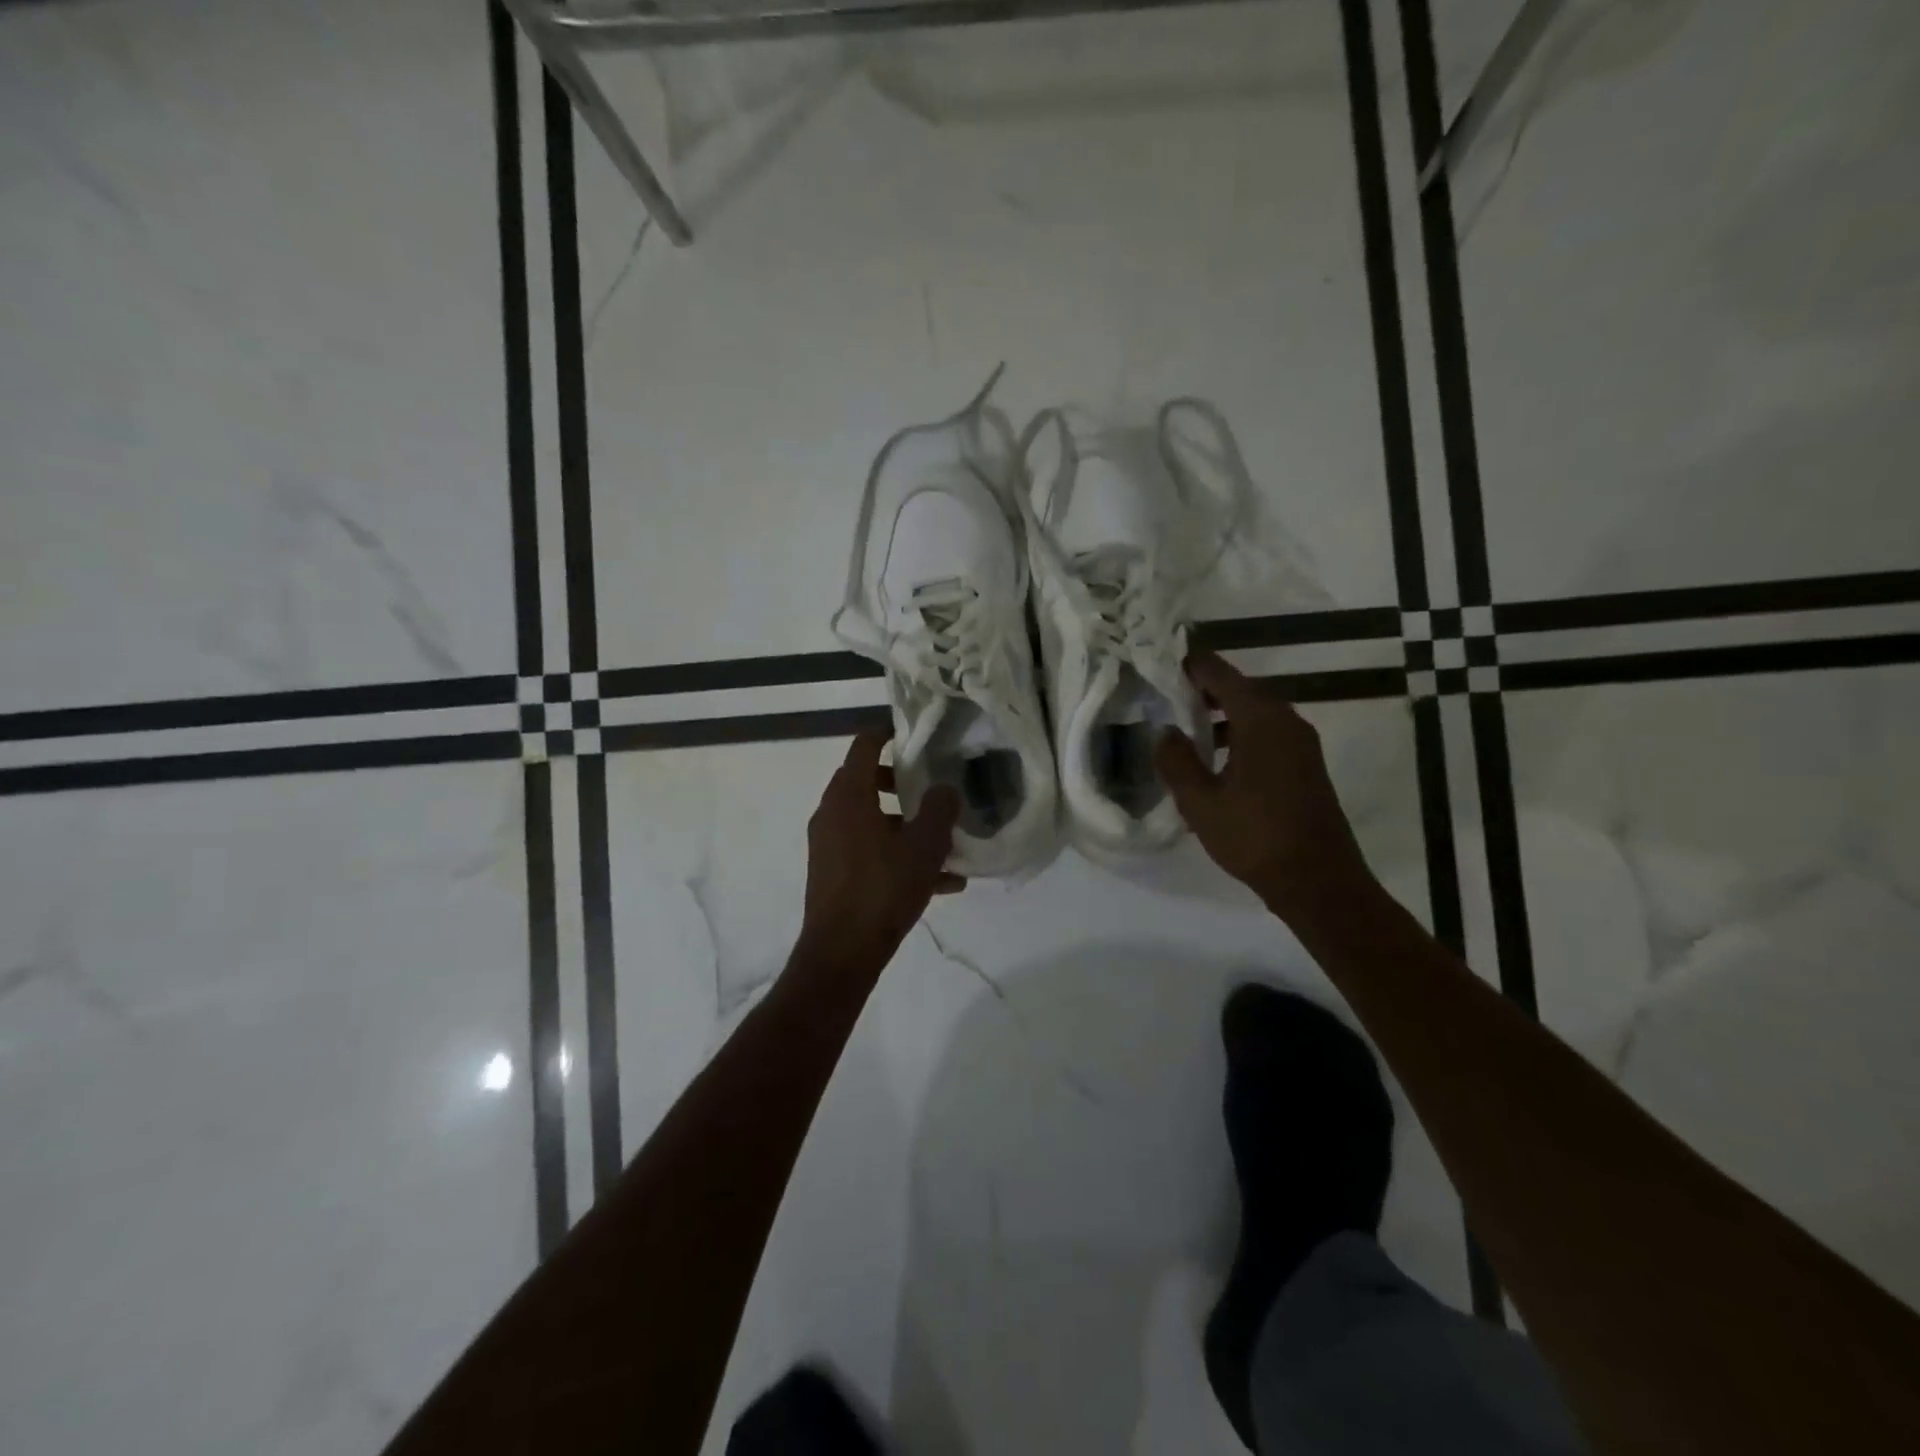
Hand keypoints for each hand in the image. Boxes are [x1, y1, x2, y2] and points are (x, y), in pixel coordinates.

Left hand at [797, 730, 963, 975]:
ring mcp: (829, 844)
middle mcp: (832, 813)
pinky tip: (940, 882)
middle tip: (928, 786)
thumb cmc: (883, 889)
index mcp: (849, 796)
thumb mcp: (924, 846)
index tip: (910, 733)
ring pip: (870, 820)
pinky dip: (896, 853)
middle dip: (899, 782)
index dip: (886, 732)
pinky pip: (868, 850)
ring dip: (903, 824)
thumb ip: (940, 810)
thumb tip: (945, 789)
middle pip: (864, 781)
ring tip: (943, 842)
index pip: (863, 745)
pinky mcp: (832, 872)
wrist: (842, 952)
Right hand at [1155, 652, 1375, 919]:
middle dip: (1204, 691)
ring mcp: (1302, 745)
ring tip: (1187, 729)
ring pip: (1255, 714)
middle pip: (1241, 690)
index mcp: (1261, 720)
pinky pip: (1268, 735)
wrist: (1318, 881)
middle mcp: (1286, 722)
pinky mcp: (1307, 767)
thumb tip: (1165, 731)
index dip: (1192, 666)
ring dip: (1222, 716)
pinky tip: (1218, 762)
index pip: (1221, 675)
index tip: (1163, 662)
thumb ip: (1177, 761)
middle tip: (1167, 695)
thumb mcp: (1200, 802)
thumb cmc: (1254, 836)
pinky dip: (1241, 735)